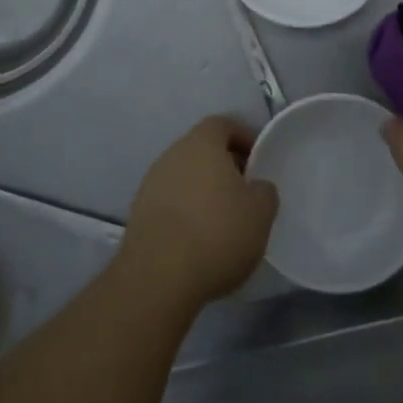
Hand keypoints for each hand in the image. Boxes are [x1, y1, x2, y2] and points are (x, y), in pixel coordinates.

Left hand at [119, 117, 277, 311]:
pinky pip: (170, 201)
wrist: (158, 278)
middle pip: (202, 149)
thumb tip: (255, 187)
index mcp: (201, 143)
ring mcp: (151, 184)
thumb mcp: (260, 213)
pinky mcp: (139, 214)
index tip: (259, 159)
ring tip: (223, 219)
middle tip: (245, 191)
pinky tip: (199, 238)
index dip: (243, 136)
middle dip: (224, 165)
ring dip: (204, 190)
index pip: (222, 124)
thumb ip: (264, 191)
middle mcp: (172, 155)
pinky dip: (186, 211)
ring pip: (184, 176)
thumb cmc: (217, 234)